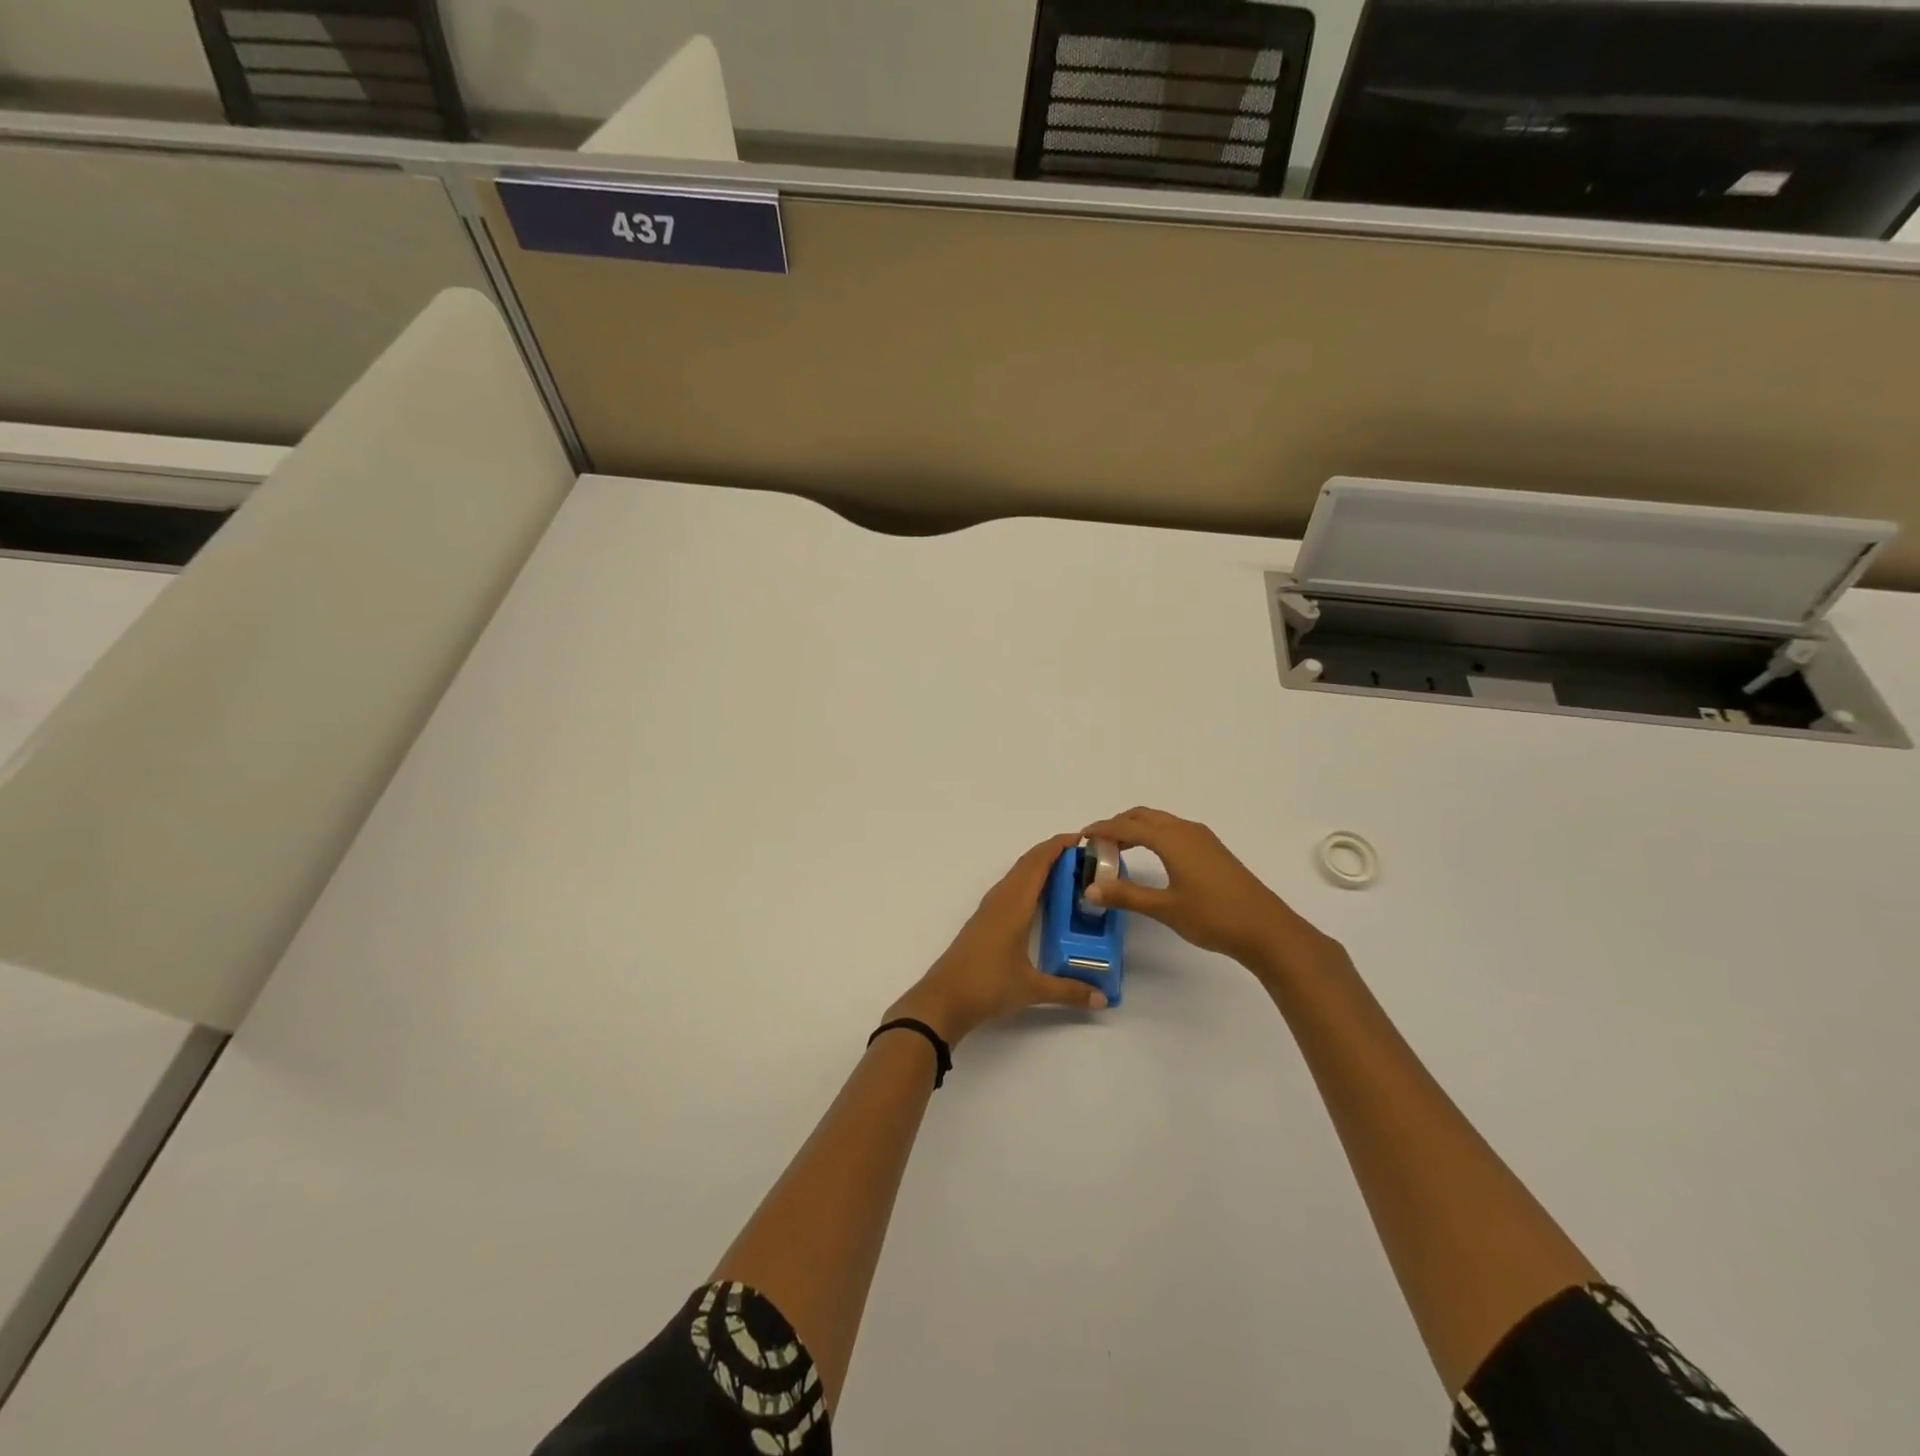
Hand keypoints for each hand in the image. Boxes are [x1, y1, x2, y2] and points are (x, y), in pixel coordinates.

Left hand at [888, 833, 1108, 1044]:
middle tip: (1082, 854)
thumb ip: (1069, 991)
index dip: (1057, 847)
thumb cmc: (987, 986)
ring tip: (1066, 871)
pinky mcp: (983, 921)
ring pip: (1016, 876)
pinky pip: (1009, 889)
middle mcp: (1000, 900)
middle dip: (1051, 852)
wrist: (943, 1000)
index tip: (1081, 838)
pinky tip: (1038, 898)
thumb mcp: (1032, 989)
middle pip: (1026, 864)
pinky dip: (1027, 882)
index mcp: (1014, 906)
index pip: (1037, 865)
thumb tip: (1102, 999)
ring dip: (1037, 866)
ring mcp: (989, 909)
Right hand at [1079, 807, 1336, 981]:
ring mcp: (1202, 839)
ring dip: (1136, 828)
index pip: (1127, 825)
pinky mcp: (1212, 850)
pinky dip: (1154, 835)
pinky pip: (1174, 830)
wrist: (1266, 929)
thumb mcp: (1164, 908)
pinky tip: (1151, 856)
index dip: (1102, 829)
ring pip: (1161, 822)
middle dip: (1117, 824)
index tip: (1081, 837)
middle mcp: (1186, 830)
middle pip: (1143, 816)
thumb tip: (1090, 889)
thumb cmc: (1213, 916)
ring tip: (1118, 849)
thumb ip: (1126, 896)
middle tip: (1097, 844)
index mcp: (1171, 839)